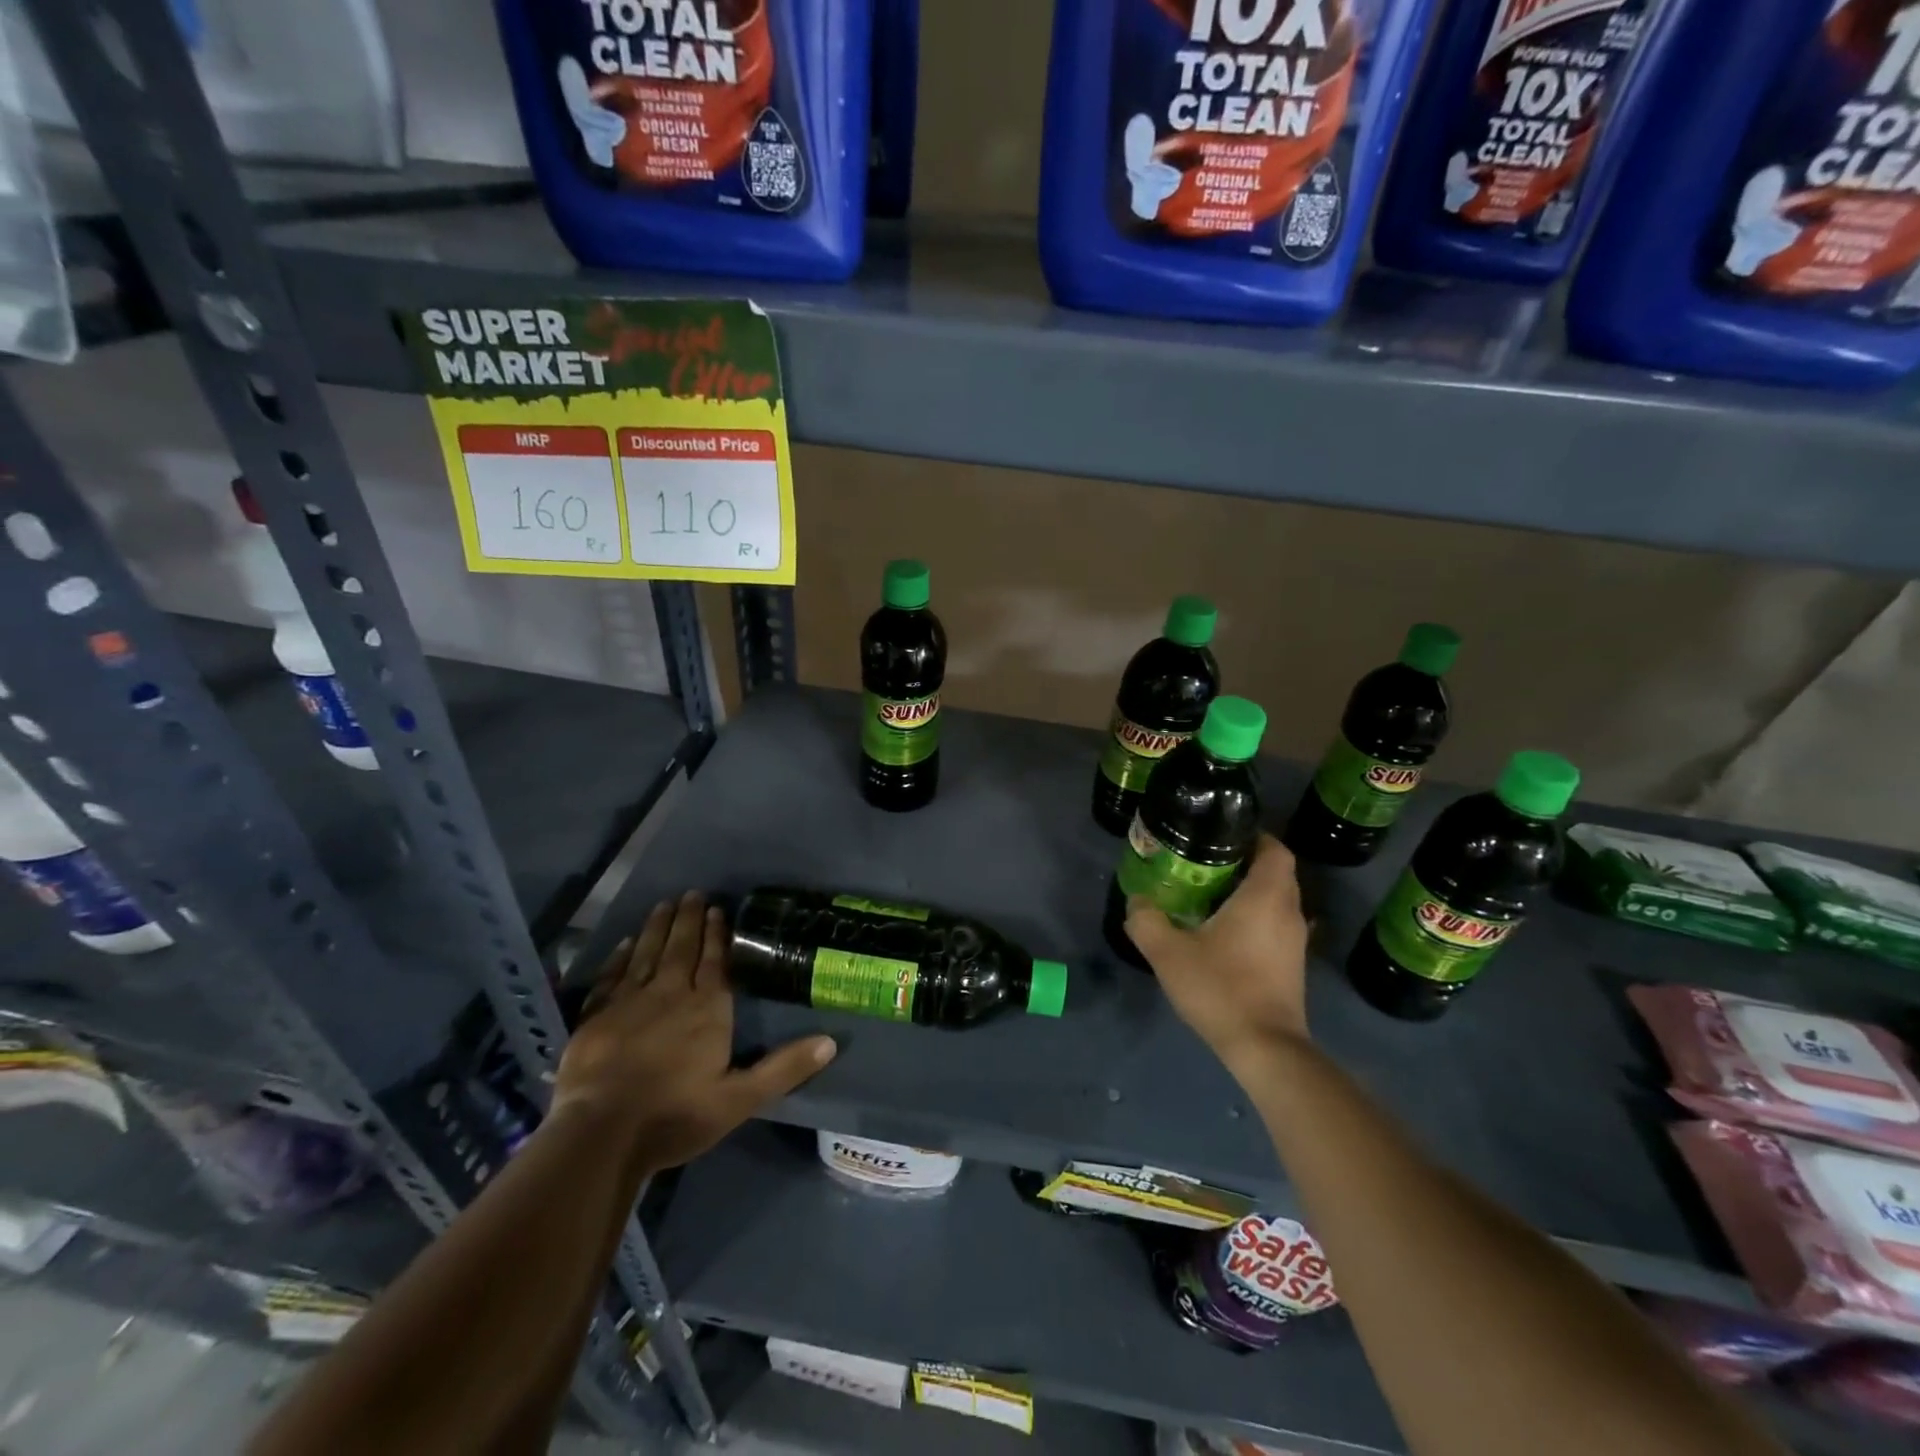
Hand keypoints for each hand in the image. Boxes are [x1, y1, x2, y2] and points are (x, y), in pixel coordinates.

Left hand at [553, 892, 834, 1170]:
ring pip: (647, 953)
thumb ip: (784, 1068)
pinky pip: (611, 975)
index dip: (717, 934)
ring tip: (664, 904)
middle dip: (689, 920)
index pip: (715, 962)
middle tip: (692, 894)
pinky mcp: (596, 1016)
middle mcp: (670, 994)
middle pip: (681, 948)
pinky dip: (620, 956)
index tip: (718, 908)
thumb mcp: (740, 1099)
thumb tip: (831, 1041)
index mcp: (707, 1009)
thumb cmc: (676, 1115)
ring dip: (657, 927)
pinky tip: (626, 943)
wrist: (601, 1134)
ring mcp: (629, 1002)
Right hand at [1126, 834, 1310, 1070]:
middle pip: (1276, 872)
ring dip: (1250, 891)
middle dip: (1245, 862)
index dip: (1252, 836)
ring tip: (1209, 894)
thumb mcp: (1168, 952)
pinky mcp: (1292, 965)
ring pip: (1276, 900)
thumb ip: (1146, 921)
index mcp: (1265, 897)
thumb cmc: (1221, 988)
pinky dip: (1255, 917)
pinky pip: (1275, 924)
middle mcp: (1289, 912)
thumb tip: (1137, 901)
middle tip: (1206, 862)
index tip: (1221, 835)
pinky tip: (1223, 931)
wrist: (1265, 1048)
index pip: (1274, 848)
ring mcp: (1295, 941)